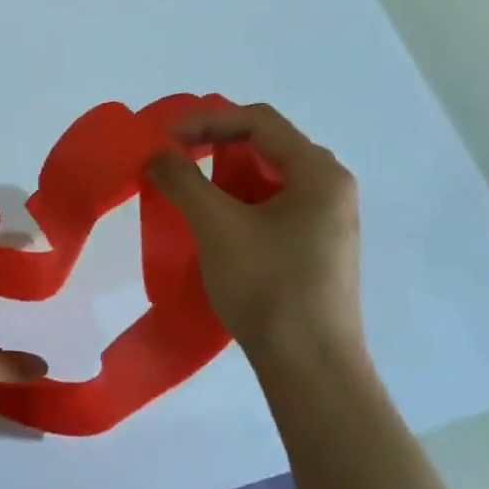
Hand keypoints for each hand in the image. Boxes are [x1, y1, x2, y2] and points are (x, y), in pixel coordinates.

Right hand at [145, 104, 365, 363]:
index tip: (165, 138)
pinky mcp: (316, 246)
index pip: (259, 122)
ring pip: (268, 177)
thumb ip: (184, 180)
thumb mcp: (217, 226)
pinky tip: (213, 221)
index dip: (207, 121)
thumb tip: (157, 155)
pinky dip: (239, 202)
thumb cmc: (268, 286)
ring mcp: (326, 219)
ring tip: (188, 189)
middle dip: (216, 145)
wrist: (311, 368)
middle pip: (267, 145)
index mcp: (319, 173)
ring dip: (225, 176)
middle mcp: (330, 187)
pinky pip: (273, 205)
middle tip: (175, 157)